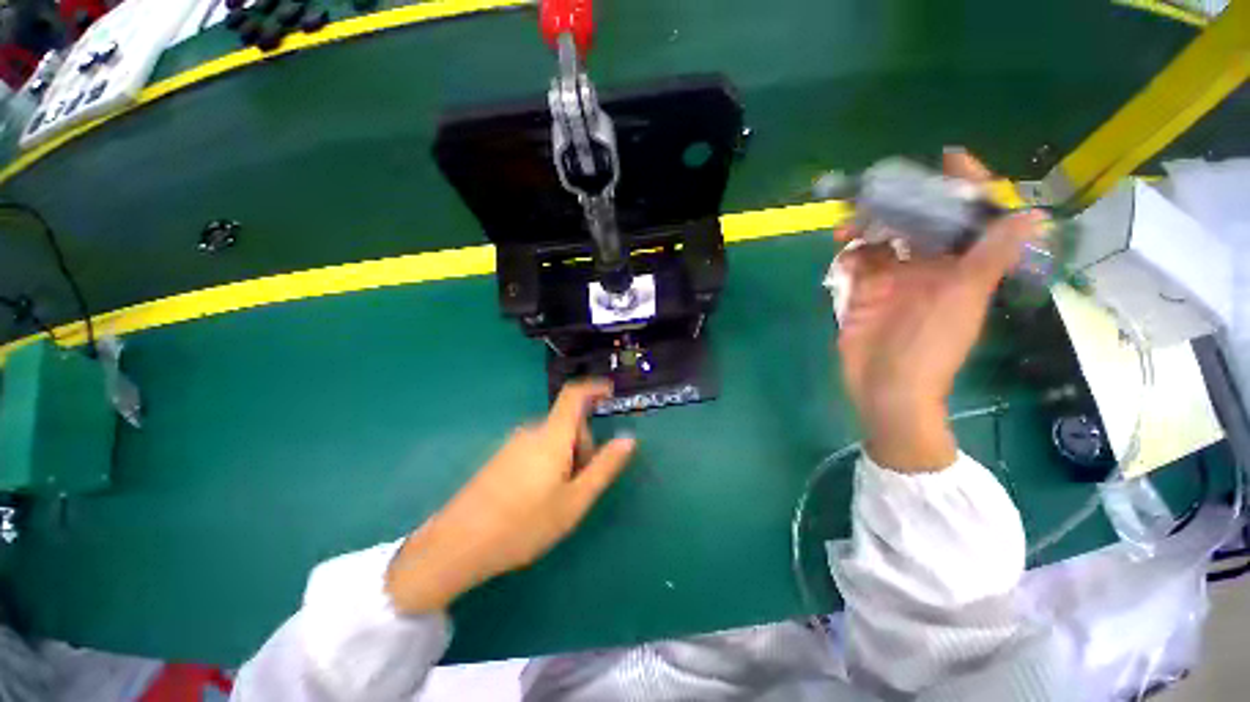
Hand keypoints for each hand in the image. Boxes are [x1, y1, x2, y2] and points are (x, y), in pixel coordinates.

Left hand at [385, 380, 635, 613]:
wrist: (457, 545)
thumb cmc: (523, 524)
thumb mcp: (574, 501)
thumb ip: (604, 466)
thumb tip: (628, 439)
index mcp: (551, 436)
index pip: (574, 395)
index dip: (594, 388)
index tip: (610, 392)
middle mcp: (530, 432)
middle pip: (567, 423)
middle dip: (583, 444)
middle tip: (582, 483)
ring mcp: (512, 444)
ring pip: (552, 438)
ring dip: (566, 456)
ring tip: (559, 496)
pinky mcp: (500, 458)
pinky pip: (535, 448)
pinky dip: (548, 461)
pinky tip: (537, 497)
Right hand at [835, 150, 1047, 471]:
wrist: (885, 387)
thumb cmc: (929, 348)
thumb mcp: (962, 302)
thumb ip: (989, 259)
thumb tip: (1033, 213)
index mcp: (960, 267)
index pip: (968, 217)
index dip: (963, 185)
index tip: (947, 158)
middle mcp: (929, 268)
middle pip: (918, 222)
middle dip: (899, 204)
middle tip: (874, 193)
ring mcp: (894, 281)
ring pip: (882, 241)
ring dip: (866, 230)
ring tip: (846, 229)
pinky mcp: (865, 294)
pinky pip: (857, 264)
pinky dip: (850, 256)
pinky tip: (843, 258)